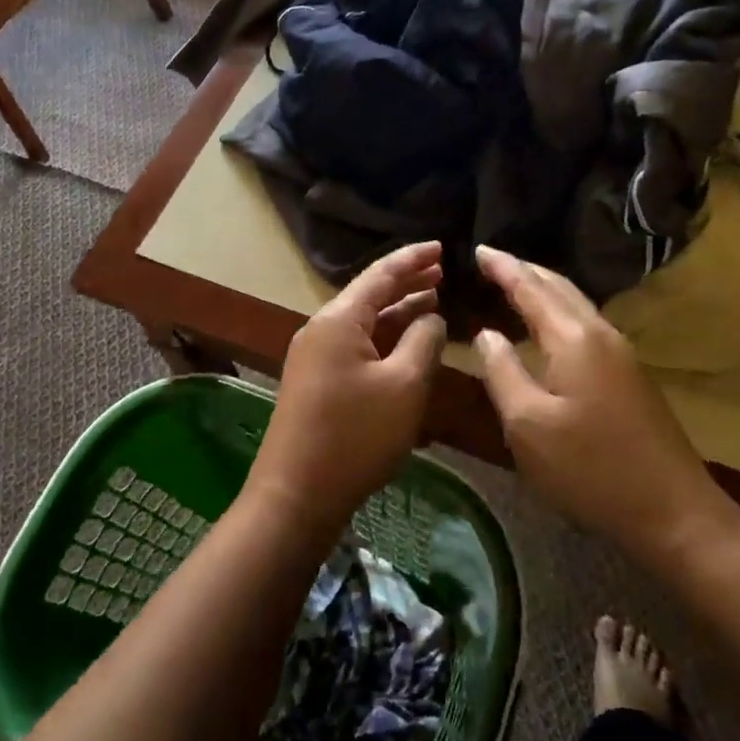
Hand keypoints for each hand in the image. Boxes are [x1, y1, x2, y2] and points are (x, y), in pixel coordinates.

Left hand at [246, 242, 447, 536]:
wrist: (296, 493)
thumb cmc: (355, 436)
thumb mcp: (404, 386)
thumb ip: (424, 342)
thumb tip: (432, 317)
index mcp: (338, 320)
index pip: (381, 274)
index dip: (413, 258)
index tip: (443, 247)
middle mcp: (322, 329)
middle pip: (370, 294)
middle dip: (407, 282)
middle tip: (442, 272)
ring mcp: (316, 356)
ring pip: (364, 322)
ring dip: (398, 311)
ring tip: (433, 300)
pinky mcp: (317, 380)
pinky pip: (357, 345)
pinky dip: (385, 338)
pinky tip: (408, 344)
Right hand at [473, 245, 725, 551]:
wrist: (674, 513)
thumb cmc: (590, 469)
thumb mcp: (527, 425)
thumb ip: (501, 372)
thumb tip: (486, 334)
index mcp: (573, 338)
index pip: (530, 287)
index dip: (502, 266)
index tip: (477, 248)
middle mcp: (600, 334)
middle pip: (558, 287)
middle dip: (524, 270)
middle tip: (492, 260)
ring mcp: (621, 355)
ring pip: (575, 304)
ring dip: (543, 289)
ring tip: (515, 284)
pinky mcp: (629, 376)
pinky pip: (585, 324)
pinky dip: (558, 312)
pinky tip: (547, 327)